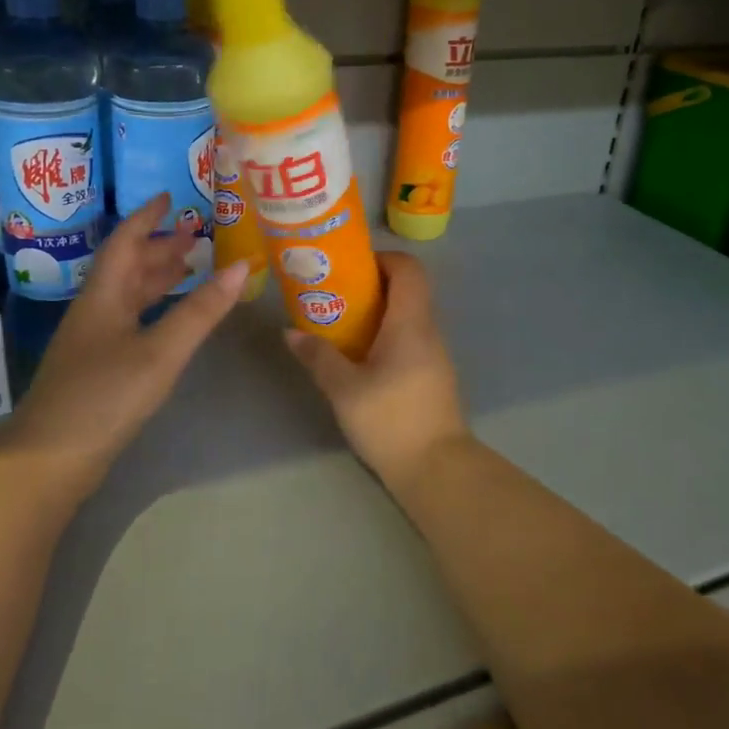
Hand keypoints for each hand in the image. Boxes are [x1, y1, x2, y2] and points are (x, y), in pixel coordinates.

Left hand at [0, 195, 247, 495]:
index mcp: (104, 296)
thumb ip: (201, 311)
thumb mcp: (160, 351)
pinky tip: (170, 319)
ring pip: (128, 295)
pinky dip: (154, 309)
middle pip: (127, 267)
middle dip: (159, 247)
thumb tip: (242, 266)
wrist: (50, 458)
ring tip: (190, 267)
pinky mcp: (97, 367)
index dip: (147, 217)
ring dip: (157, 278)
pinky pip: (131, 321)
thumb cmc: (105, 396)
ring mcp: (93, 341)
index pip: (125, 241)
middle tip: (196, 235)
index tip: (171, 197)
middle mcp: (96, 310)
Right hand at [283, 251, 470, 490]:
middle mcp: (428, 331)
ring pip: (408, 317)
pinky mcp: (433, 376)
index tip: (350, 267)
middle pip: (408, 290)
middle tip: (335, 294)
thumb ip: (318, 357)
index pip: (409, 269)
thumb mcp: (344, 389)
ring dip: (378, 313)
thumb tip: (291, 333)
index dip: (383, 258)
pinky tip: (360, 357)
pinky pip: (410, 339)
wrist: (437, 469)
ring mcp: (434, 355)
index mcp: (411, 324)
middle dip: (372, 285)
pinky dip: (386, 335)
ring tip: (341, 324)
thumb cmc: (391, 420)